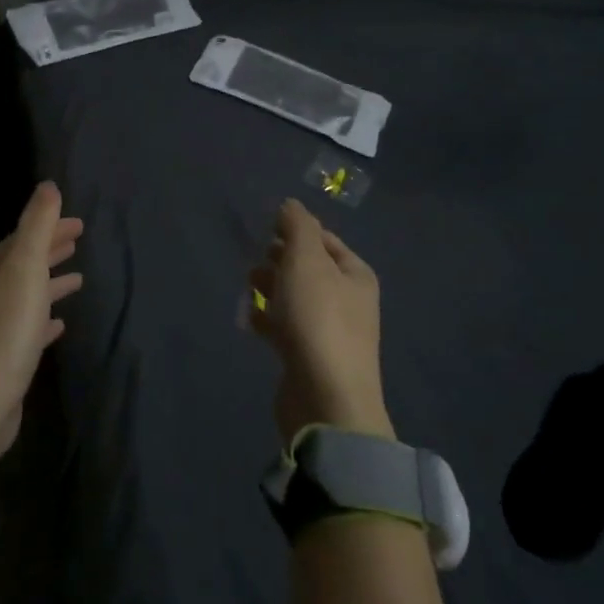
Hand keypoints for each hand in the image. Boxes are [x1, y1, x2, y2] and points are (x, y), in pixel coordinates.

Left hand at [0, 182, 83, 469]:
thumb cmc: (5, 332)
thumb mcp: (25, 270)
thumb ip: (37, 227)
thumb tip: (48, 186)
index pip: (23, 238)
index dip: (49, 227)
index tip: (78, 223)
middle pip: (23, 263)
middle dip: (50, 249)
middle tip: (79, 240)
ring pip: (27, 294)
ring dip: (50, 283)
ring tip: (78, 279)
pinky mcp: (4, 358)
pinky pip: (29, 327)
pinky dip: (45, 318)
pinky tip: (60, 325)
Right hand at [248, 199, 391, 444]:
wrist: (325, 398)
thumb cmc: (318, 319)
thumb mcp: (306, 260)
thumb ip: (297, 227)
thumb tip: (290, 204)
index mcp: (355, 274)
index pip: (325, 240)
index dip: (296, 230)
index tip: (266, 229)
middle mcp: (348, 301)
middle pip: (309, 268)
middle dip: (280, 259)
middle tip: (255, 259)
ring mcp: (330, 332)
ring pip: (295, 298)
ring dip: (271, 287)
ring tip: (248, 285)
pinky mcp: (309, 358)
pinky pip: (285, 328)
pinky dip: (267, 319)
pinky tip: (249, 318)